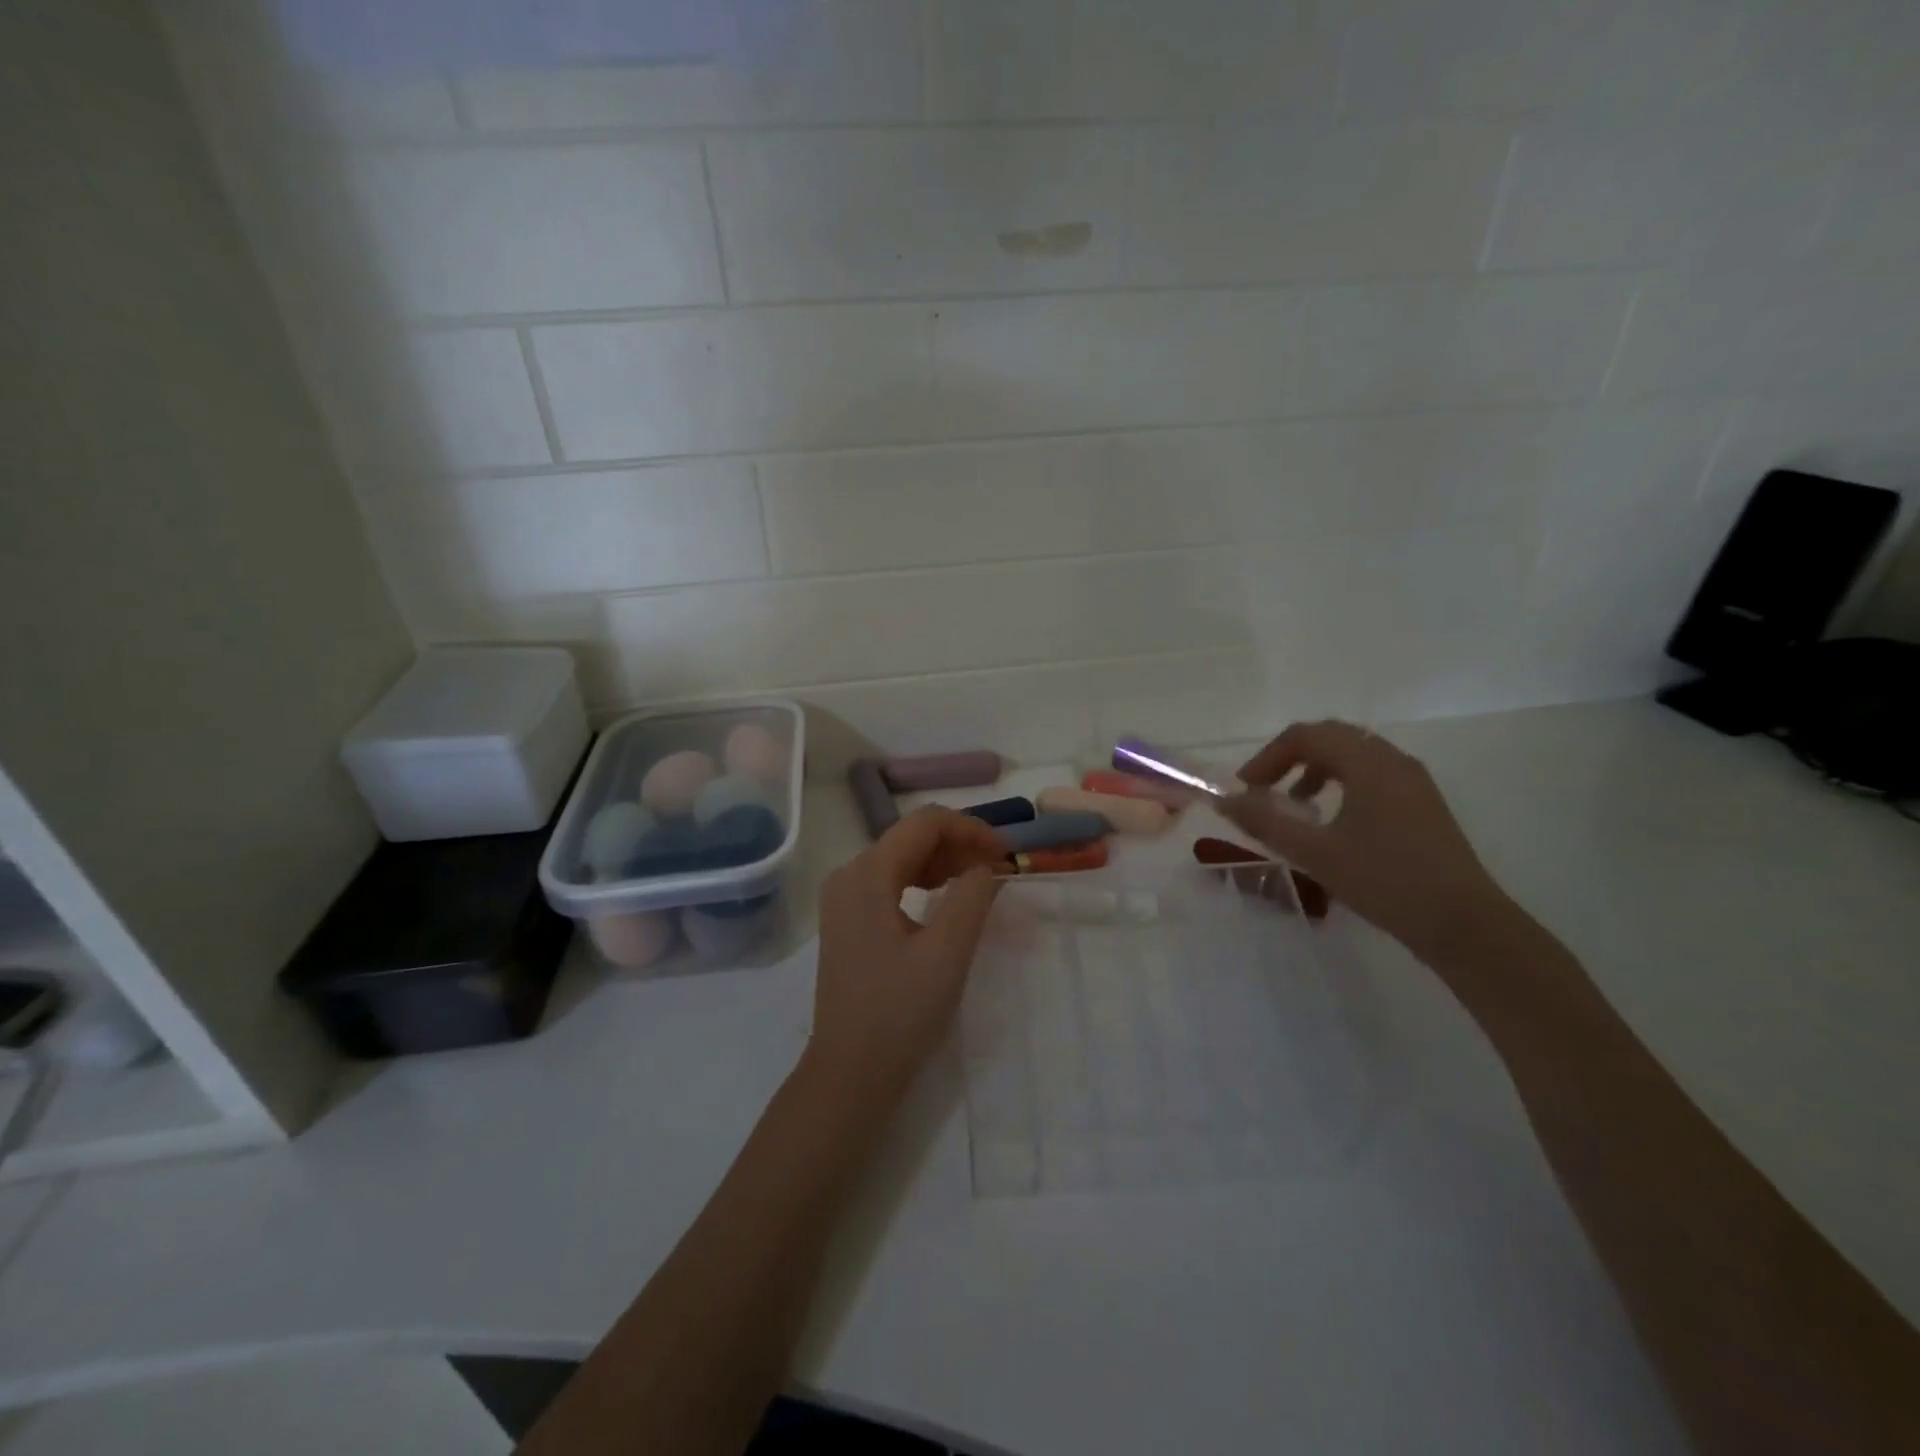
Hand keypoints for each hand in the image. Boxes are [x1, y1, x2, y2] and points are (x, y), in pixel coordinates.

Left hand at [805, 806, 1004, 1103]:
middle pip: (911, 836)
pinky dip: (924, 882)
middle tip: (999, 869)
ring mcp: (844, 898)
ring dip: (944, 862)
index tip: (1006, 853)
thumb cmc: (900, 1013)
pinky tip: (947, 899)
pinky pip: (891, 882)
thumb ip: (972, 895)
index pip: (925, 823)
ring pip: (902, 858)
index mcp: (867, 874)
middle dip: (959, 844)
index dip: (971, 828)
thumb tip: (985, 864)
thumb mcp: (948, 952)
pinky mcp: (847, 920)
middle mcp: (849, 874)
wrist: (851, 1072)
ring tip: (980, 883)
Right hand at [1219, 720, 1511, 961]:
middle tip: (1263, 791)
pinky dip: (1339, 784)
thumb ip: (1266, 822)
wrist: (1464, 925)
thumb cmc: (1385, 881)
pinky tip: (1331, 823)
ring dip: (1314, 771)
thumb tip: (1226, 801)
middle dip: (1289, 759)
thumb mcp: (1315, 852)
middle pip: (1330, 738)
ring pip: (1352, 756)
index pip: (1306, 735)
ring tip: (1294, 807)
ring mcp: (1412, 781)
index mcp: (1368, 763)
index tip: (1245, 790)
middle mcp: (1393, 760)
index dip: (1267, 757)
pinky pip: (1371, 775)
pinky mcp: (1422, 804)